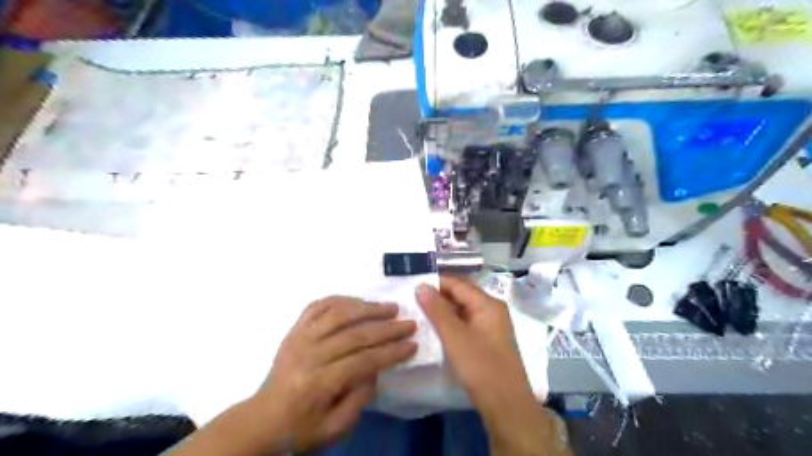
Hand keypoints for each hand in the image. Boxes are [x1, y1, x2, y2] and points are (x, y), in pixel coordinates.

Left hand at [251, 296, 414, 451]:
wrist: (262, 419)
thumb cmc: (300, 428)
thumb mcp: (335, 429)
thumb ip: (359, 400)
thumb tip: (376, 370)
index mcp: (318, 383)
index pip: (363, 360)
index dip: (391, 352)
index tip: (412, 345)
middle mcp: (309, 354)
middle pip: (354, 334)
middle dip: (387, 328)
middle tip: (409, 324)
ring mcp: (300, 337)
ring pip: (338, 313)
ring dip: (368, 308)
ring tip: (389, 308)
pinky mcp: (294, 329)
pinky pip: (318, 306)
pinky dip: (340, 299)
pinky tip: (358, 301)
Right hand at [414, 277, 555, 455]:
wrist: (505, 405)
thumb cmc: (480, 366)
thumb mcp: (454, 336)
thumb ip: (437, 309)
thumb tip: (421, 285)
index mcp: (487, 304)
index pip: (458, 283)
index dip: (435, 282)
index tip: (412, 286)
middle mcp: (491, 310)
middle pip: (461, 295)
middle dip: (437, 297)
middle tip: (411, 301)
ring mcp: (490, 327)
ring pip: (462, 311)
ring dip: (441, 312)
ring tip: (417, 314)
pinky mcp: (486, 342)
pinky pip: (465, 325)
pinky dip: (449, 325)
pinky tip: (433, 331)